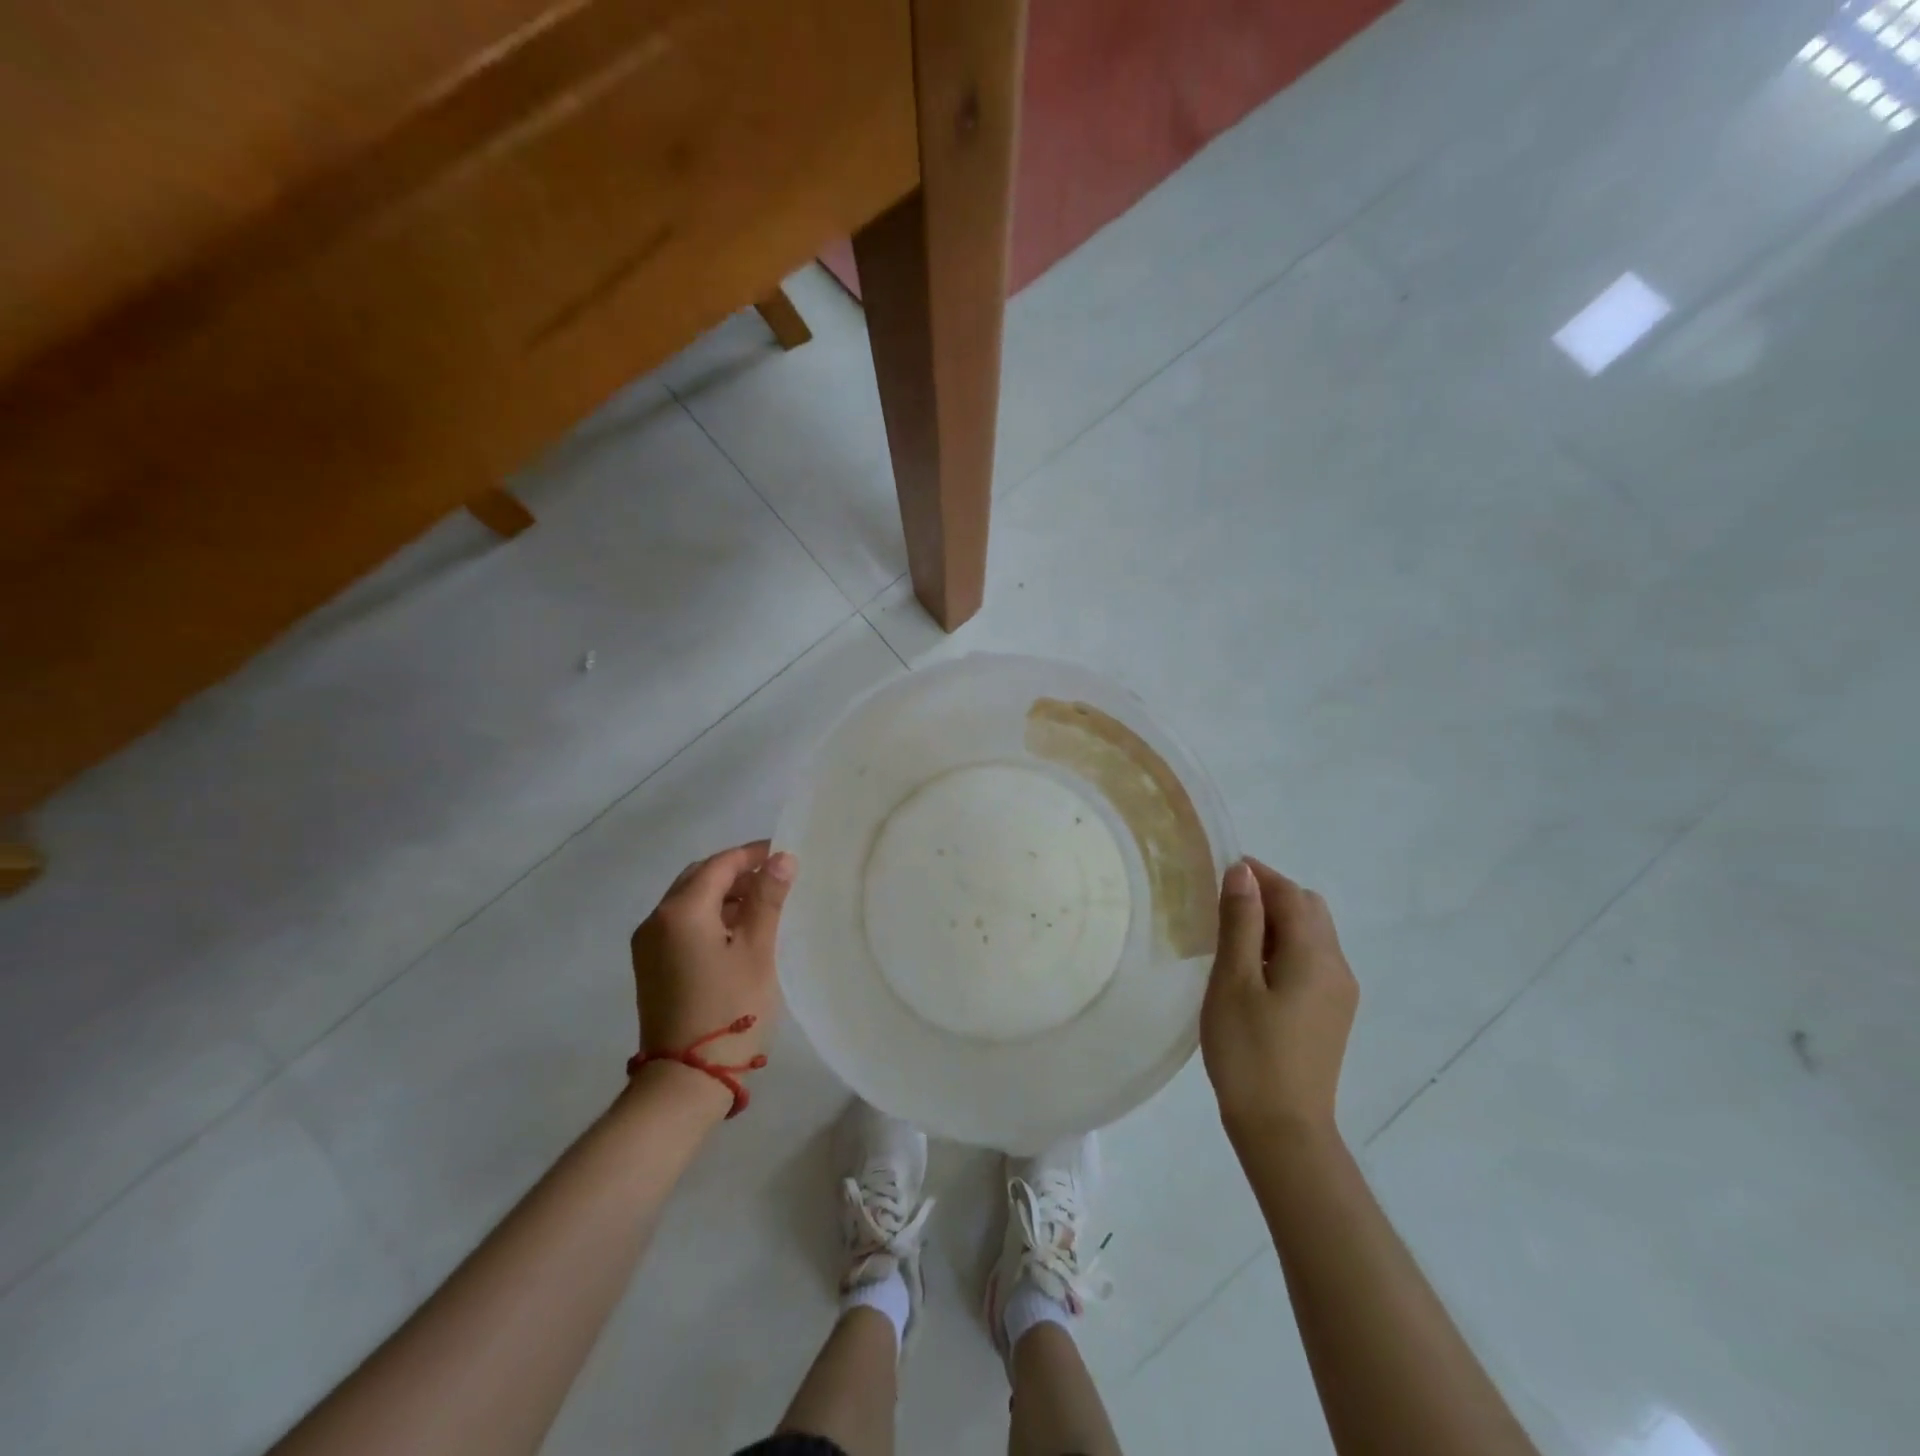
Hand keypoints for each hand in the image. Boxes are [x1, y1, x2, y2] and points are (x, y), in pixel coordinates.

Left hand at [629, 841, 796, 1075]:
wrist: (685, 1080)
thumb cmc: (730, 1009)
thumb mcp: (757, 950)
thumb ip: (768, 899)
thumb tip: (781, 858)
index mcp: (680, 911)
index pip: (719, 864)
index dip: (753, 854)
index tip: (786, 854)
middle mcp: (656, 920)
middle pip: (699, 878)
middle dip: (737, 872)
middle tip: (776, 878)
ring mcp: (648, 945)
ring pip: (689, 902)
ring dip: (724, 895)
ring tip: (764, 905)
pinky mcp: (651, 967)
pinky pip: (682, 925)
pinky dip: (710, 917)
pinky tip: (739, 933)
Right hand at [1201, 858, 1357, 1141]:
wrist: (1282, 1129)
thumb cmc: (1249, 1051)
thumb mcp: (1233, 980)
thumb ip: (1240, 922)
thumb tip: (1243, 872)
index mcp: (1315, 955)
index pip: (1291, 894)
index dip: (1258, 874)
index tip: (1220, 869)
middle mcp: (1337, 967)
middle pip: (1308, 909)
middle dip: (1270, 895)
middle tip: (1224, 902)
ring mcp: (1339, 993)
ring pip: (1311, 935)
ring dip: (1277, 922)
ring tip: (1232, 934)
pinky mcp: (1332, 1014)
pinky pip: (1311, 961)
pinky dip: (1283, 947)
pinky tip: (1252, 969)